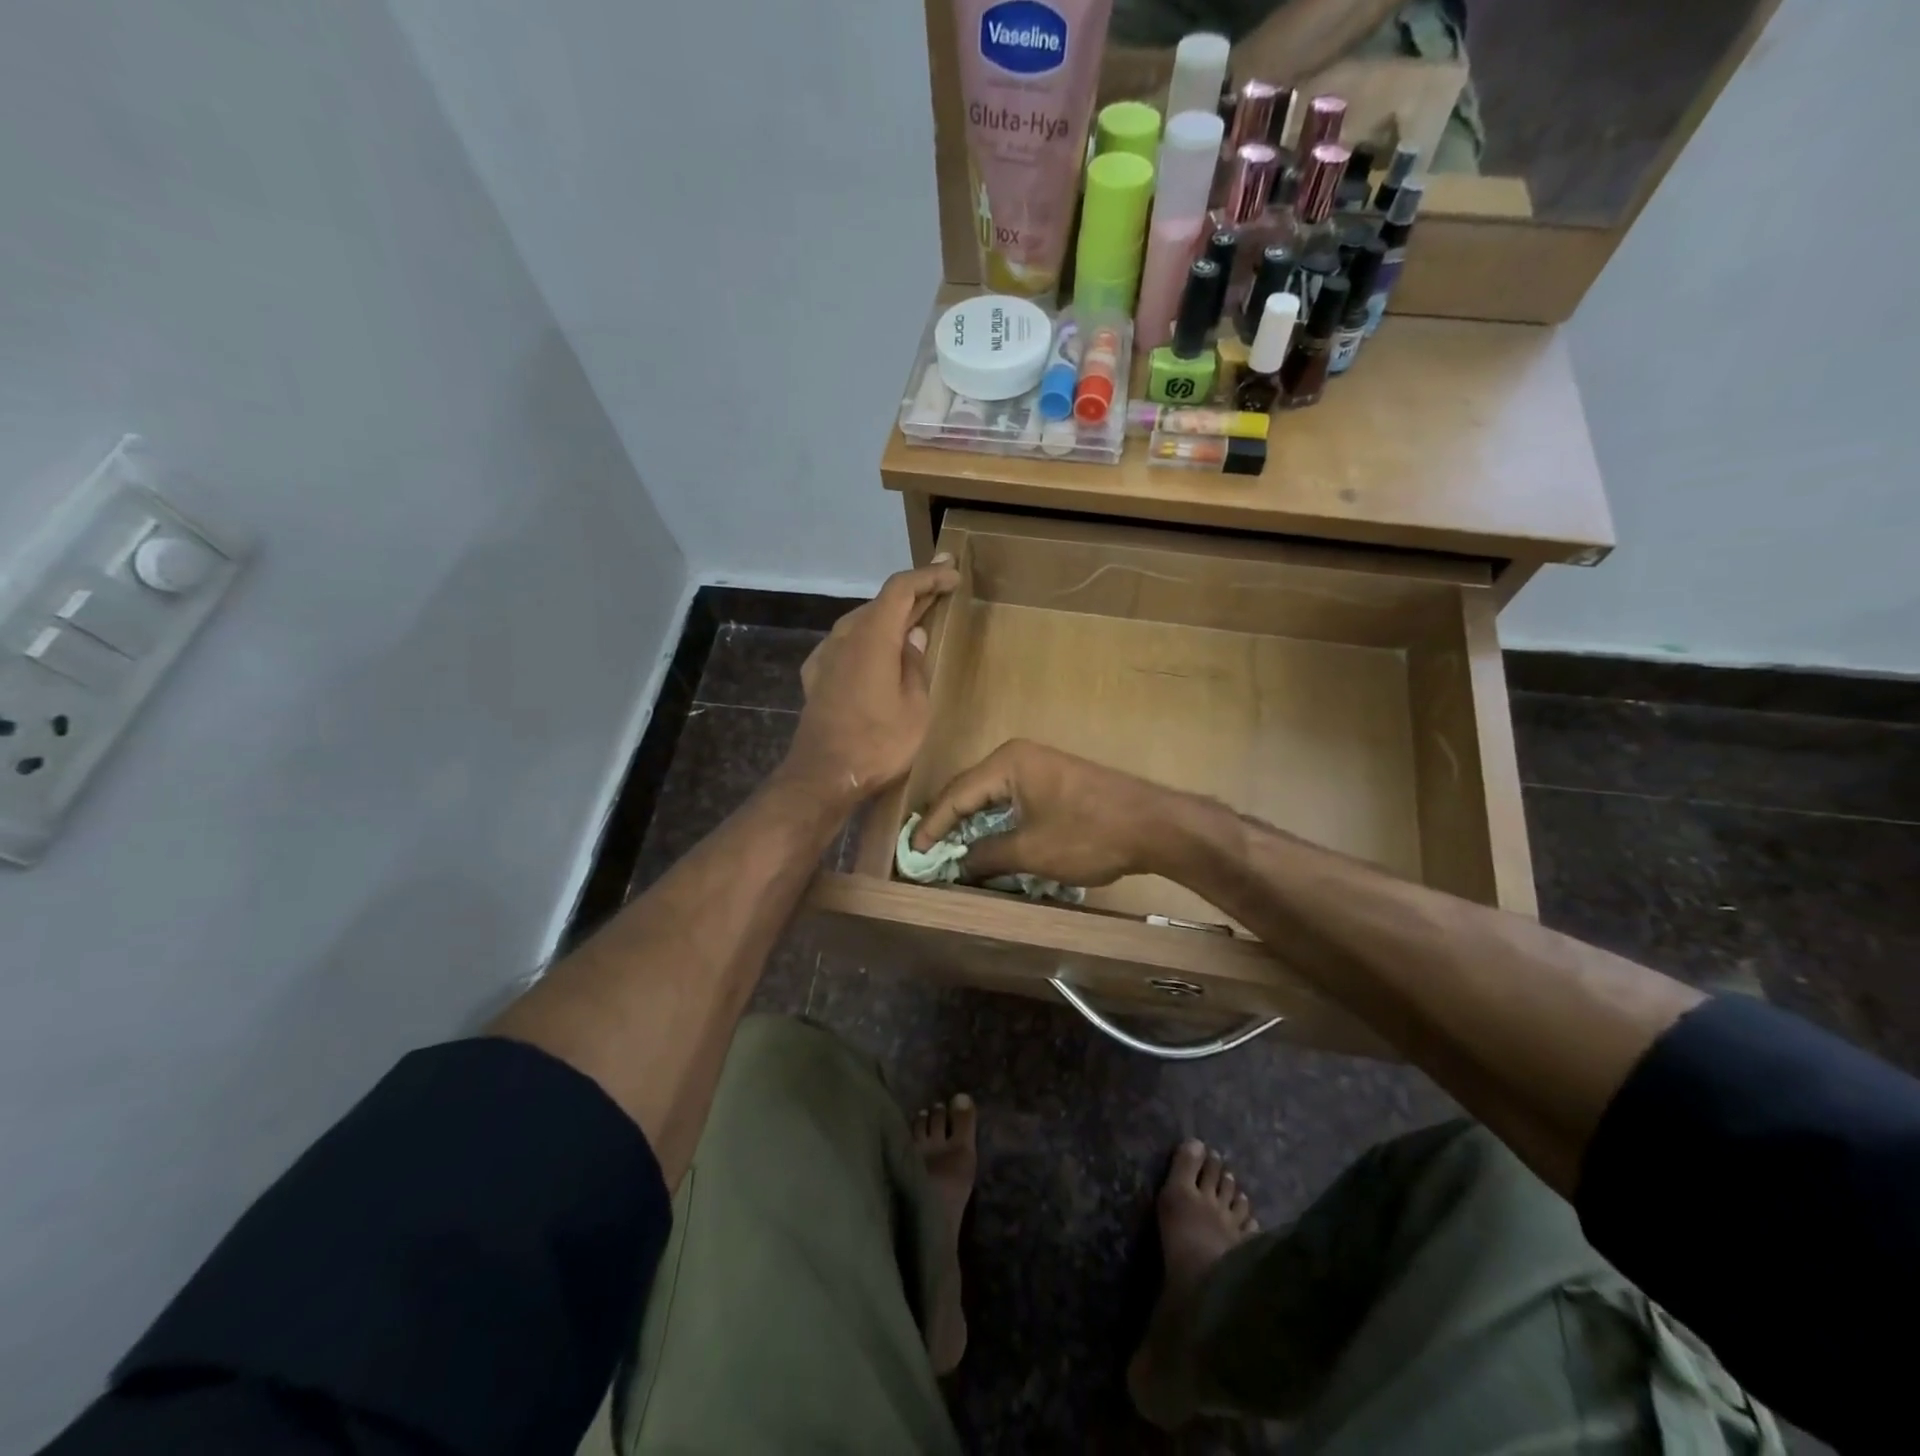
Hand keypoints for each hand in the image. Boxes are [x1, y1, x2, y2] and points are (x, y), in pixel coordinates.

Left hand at [784, 558, 960, 802]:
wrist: (823, 776)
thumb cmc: (878, 743)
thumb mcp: (915, 706)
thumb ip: (914, 664)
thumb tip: (913, 636)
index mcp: (873, 636)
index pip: (901, 588)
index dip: (928, 576)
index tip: (952, 573)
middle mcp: (844, 636)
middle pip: (881, 602)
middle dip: (913, 594)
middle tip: (941, 588)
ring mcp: (825, 655)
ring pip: (862, 622)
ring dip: (890, 617)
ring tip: (916, 620)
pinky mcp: (816, 676)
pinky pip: (847, 644)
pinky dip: (869, 639)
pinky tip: (879, 652)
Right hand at [911, 739, 1181, 886]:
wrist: (1155, 826)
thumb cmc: (1088, 834)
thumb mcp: (1031, 850)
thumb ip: (986, 856)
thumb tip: (956, 866)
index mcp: (1007, 762)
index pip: (956, 794)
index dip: (932, 827)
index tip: (912, 856)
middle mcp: (1018, 756)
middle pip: (970, 791)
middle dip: (948, 825)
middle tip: (926, 856)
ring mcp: (1039, 767)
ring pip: (991, 798)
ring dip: (972, 827)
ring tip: (949, 855)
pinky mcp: (1054, 782)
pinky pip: (1012, 801)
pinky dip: (996, 824)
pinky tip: (987, 846)